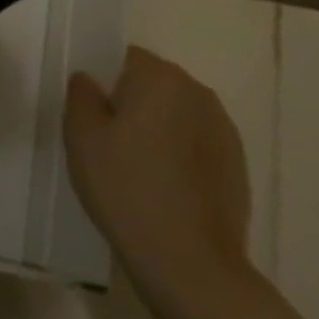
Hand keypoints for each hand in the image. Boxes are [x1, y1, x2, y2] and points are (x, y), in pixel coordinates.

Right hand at [64, 46, 252, 310]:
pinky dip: (177, 155)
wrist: (189, 260)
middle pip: (154, 83)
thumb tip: (89, 80)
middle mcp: (198, 93)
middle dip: (130, 103)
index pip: (126, 57)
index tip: (91, 114)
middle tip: (105, 142)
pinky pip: (194, 143)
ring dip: (155, 129)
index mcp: (160, 78)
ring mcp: (223, 130)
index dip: (104, 81)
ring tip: (134, 168)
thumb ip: (81, 95)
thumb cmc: (125, 188)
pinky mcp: (237, 163)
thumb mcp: (81, 137)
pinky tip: (161, 188)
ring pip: (175, 114)